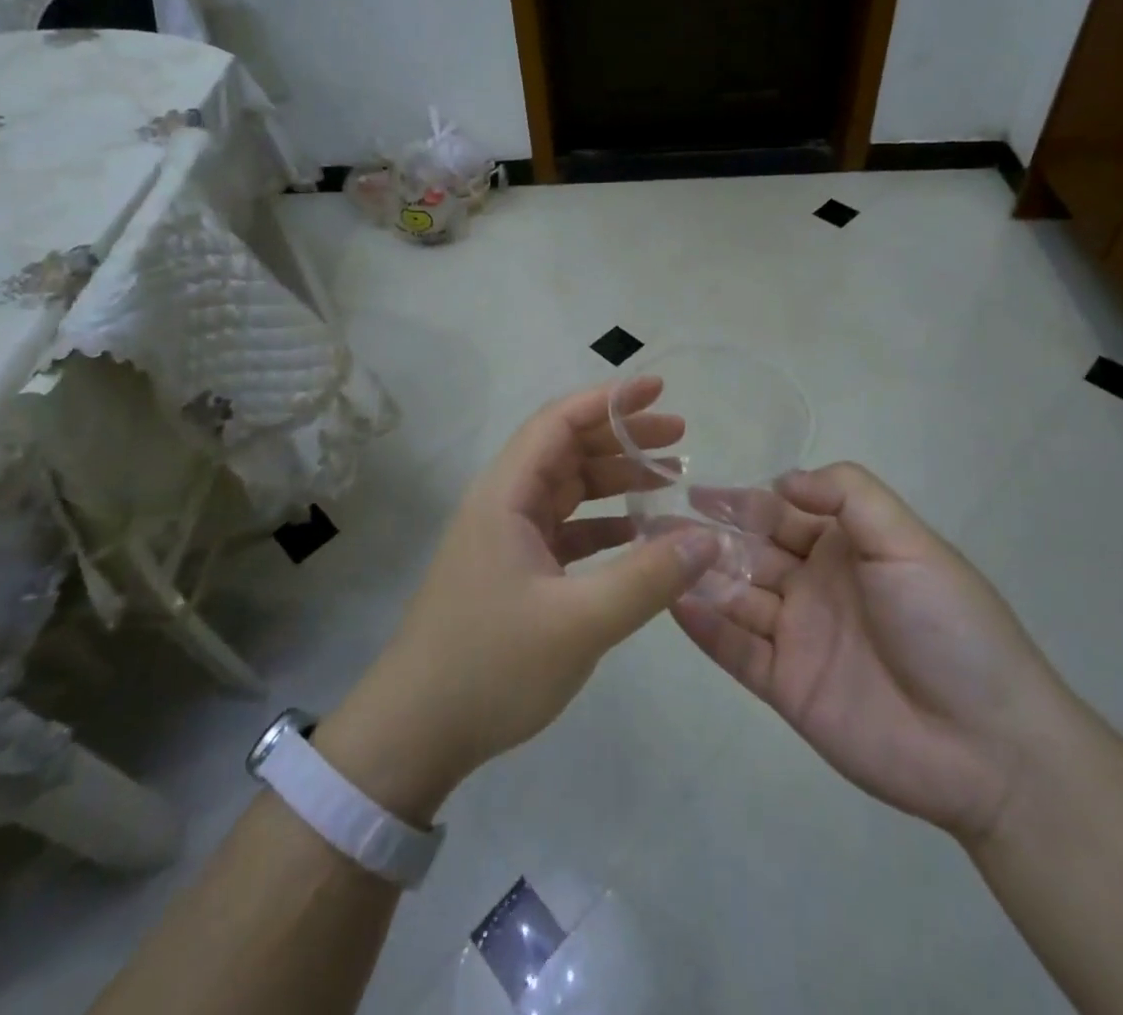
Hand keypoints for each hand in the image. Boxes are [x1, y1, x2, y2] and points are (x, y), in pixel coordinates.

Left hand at [314, 379, 719, 820]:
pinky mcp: (513, 572)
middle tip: (679, 437)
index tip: (658, 389)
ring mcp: (506, 539)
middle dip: (622, 438)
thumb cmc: (490, 666)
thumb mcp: (579, 623)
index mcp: (506, 495)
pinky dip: (603, 524)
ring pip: (568, 490)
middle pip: (567, 450)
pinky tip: (640, 533)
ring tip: (670, 479)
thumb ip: (647, 577)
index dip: (608, 400)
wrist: (415, 733)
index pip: (558, 423)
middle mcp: (504, 505)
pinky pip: (566, 530)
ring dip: (615, 480)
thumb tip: (707, 538)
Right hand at [673, 462, 1076, 843]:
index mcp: (845, 548)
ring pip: (736, 596)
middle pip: (750, 551)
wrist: (988, 746)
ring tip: (650, 556)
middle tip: (656, 521)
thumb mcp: (908, 541)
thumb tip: (783, 479)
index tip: (695, 488)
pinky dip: (705, 627)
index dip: (740, 500)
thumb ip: (849, 495)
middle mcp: (815, 585)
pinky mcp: (786, 686)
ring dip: (696, 575)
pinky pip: (736, 650)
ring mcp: (798, 636)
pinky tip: (672, 602)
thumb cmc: (948, 625)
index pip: (780, 513)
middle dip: (706, 534)